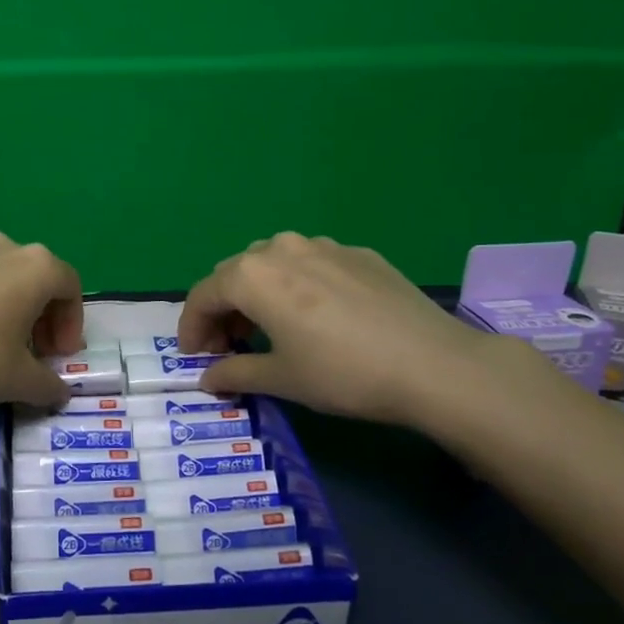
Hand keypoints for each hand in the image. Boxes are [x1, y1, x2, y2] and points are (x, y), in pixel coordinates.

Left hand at [0, 232, 84, 409]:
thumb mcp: (17, 380)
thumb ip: (48, 384)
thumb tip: (59, 392)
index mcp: (35, 266)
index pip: (71, 288)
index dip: (72, 325)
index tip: (58, 357)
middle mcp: (6, 248)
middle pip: (40, 279)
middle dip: (45, 317)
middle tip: (37, 354)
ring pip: (7, 277)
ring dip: (16, 308)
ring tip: (4, 346)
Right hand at [179, 232, 493, 427]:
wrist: (433, 364)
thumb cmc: (342, 373)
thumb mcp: (281, 379)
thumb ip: (234, 372)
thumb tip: (207, 377)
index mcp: (253, 275)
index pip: (204, 295)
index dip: (191, 327)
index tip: (192, 356)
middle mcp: (280, 248)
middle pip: (234, 274)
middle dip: (222, 309)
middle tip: (226, 347)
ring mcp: (323, 245)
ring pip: (272, 264)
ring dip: (258, 294)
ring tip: (268, 329)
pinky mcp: (358, 254)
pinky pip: (310, 264)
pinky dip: (296, 287)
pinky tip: (315, 317)